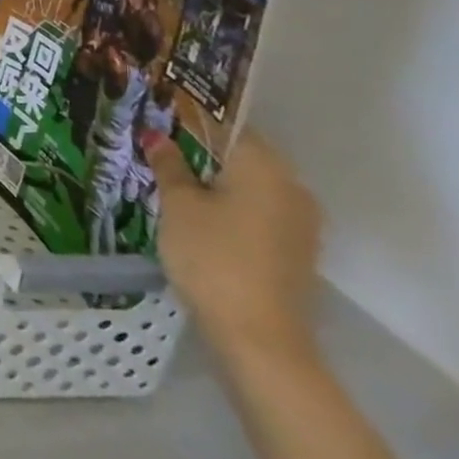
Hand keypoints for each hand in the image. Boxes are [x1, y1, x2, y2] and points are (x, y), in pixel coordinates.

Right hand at [145, 129, 321, 368]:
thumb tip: (156, 135)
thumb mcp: (178, 206)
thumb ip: (169, 166)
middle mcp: (292, 185)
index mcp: (264, 166)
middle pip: (242, 155)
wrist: (259, 336)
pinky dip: (233, 208)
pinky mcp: (298, 249)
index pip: (228, 126)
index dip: (191, 122)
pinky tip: (202, 219)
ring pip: (252, 186)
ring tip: (175, 186)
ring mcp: (301, 221)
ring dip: (218, 182)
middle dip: (202, 153)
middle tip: (160, 153)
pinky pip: (261, 212)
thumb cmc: (212, 257)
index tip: (159, 123)